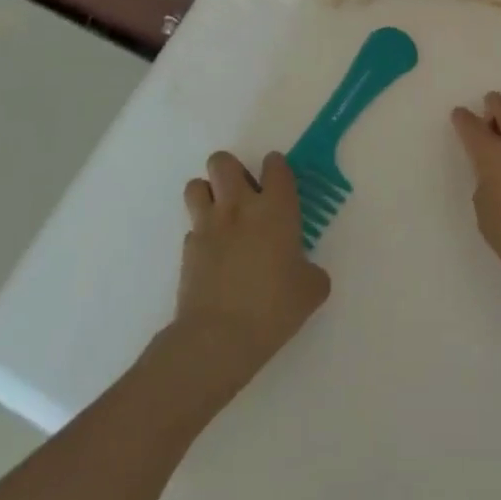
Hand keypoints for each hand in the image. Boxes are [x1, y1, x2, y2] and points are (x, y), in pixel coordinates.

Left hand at [170, 152, 330, 402]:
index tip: (278, 182)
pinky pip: (192, 227)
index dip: (276, 168)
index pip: (275, 165)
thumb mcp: (310, 292)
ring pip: (197, 185)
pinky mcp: (188, 248)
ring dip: (208, 194)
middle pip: (223, 162)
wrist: (218, 338)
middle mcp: (239, 207)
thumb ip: (312, 273)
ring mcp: (209, 225)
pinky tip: (213, 256)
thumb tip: (306, 272)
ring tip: (221, 216)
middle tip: (244, 196)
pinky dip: (201, 234)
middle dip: (231, 170)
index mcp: (275, 209)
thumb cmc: (272, 308)